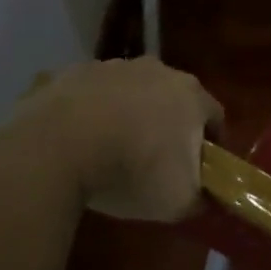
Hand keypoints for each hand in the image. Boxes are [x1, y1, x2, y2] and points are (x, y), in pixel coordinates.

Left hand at [12, 57, 222, 220]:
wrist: (56, 148)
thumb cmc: (131, 170)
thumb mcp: (176, 202)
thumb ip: (198, 199)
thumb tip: (201, 199)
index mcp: (190, 95)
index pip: (214, 117)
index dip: (211, 144)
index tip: (201, 169)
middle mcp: (157, 70)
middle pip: (171, 98)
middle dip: (167, 124)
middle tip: (155, 160)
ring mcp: (111, 67)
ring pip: (128, 92)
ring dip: (126, 114)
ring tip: (110, 150)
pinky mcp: (71, 73)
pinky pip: (89, 95)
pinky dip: (88, 113)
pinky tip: (77, 141)